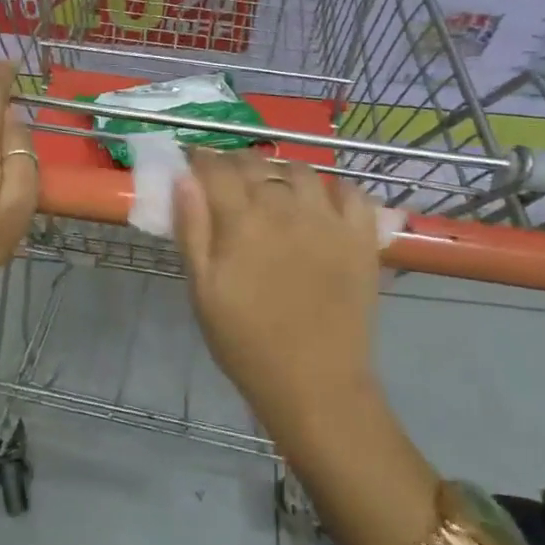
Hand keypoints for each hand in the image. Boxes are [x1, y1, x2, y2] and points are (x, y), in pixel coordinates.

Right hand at [174, 152, 382, 433]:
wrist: (315, 384)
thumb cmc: (246, 343)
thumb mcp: (203, 291)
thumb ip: (192, 230)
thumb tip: (183, 178)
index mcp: (242, 221)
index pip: (216, 168)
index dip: (202, 160)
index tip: (195, 165)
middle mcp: (285, 208)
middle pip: (256, 164)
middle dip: (235, 164)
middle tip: (227, 182)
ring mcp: (328, 220)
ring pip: (301, 170)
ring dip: (280, 172)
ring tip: (273, 190)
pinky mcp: (361, 237)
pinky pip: (352, 192)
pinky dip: (334, 189)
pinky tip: (321, 204)